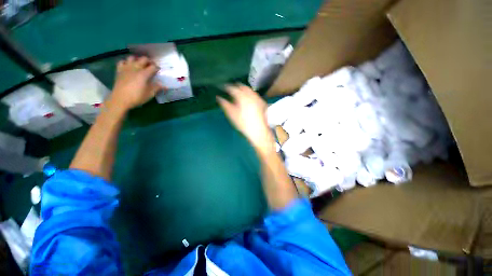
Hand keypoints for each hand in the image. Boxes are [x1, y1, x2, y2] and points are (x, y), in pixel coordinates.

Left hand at [108, 56, 163, 110]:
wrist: (120, 99)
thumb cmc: (137, 97)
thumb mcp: (150, 94)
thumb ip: (157, 88)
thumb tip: (165, 86)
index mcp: (144, 74)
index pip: (153, 67)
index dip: (157, 68)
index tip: (159, 71)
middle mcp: (135, 68)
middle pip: (143, 59)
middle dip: (149, 61)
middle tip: (151, 66)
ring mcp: (126, 68)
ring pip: (132, 57)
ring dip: (137, 60)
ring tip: (140, 65)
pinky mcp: (119, 70)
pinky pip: (122, 61)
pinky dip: (126, 62)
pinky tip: (128, 66)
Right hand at [217, 84, 273, 149]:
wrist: (259, 130)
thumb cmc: (243, 123)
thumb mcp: (232, 114)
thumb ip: (225, 104)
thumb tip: (218, 98)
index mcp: (242, 96)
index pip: (232, 88)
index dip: (226, 87)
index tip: (222, 87)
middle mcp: (250, 94)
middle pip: (242, 86)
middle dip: (236, 87)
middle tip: (231, 90)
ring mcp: (257, 98)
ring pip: (249, 90)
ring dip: (243, 89)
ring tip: (239, 94)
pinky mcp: (262, 102)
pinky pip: (254, 94)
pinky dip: (249, 94)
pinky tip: (248, 99)